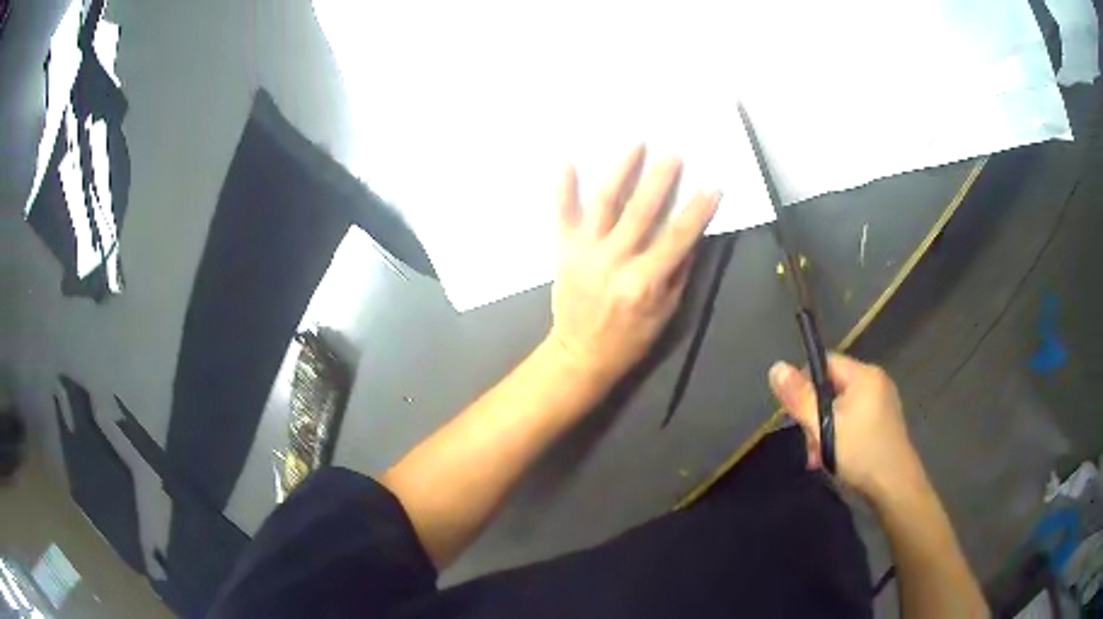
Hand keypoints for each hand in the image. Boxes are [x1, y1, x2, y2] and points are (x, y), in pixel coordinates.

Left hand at [548, 146, 719, 381]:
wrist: (580, 354)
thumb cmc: (630, 338)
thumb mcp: (666, 312)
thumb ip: (679, 271)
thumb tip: (692, 234)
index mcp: (644, 282)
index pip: (677, 238)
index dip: (697, 211)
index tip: (712, 186)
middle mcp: (614, 261)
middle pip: (641, 212)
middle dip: (660, 180)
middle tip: (673, 153)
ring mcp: (585, 252)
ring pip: (604, 203)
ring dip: (621, 170)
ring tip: (635, 143)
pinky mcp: (564, 250)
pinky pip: (562, 214)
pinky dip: (563, 188)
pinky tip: (566, 160)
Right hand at [768, 353, 924, 501]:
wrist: (895, 488)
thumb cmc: (860, 452)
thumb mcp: (824, 426)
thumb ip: (800, 398)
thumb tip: (776, 367)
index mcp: (865, 375)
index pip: (826, 363)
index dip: (805, 384)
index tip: (795, 414)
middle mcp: (876, 383)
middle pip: (832, 389)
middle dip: (815, 417)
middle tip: (810, 445)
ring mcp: (882, 405)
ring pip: (841, 410)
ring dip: (825, 432)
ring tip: (819, 459)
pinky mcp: (883, 425)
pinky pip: (854, 422)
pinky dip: (840, 437)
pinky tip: (834, 460)